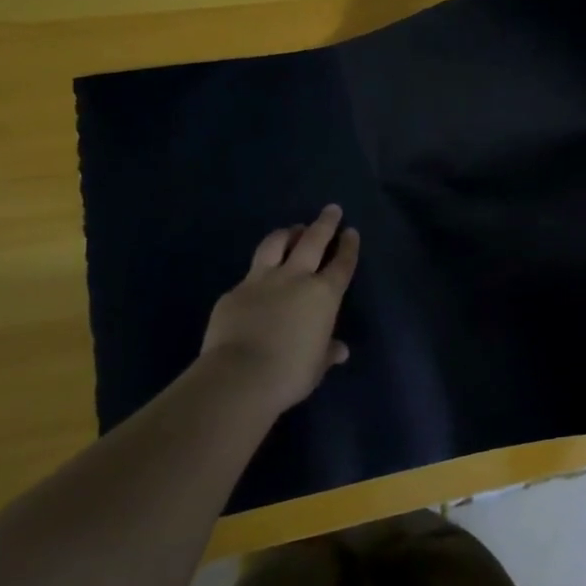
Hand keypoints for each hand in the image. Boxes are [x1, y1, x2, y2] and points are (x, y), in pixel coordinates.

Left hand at [198, 204, 360, 414]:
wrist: (240, 376)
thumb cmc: (290, 373)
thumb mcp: (317, 366)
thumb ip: (327, 352)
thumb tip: (340, 350)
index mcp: (323, 295)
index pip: (341, 264)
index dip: (348, 247)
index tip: (351, 231)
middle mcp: (295, 279)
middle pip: (313, 241)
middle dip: (325, 223)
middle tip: (331, 209)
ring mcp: (261, 281)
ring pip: (275, 244)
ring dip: (287, 233)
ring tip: (292, 230)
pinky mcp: (234, 292)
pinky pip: (249, 274)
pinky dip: (258, 271)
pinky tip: (257, 278)